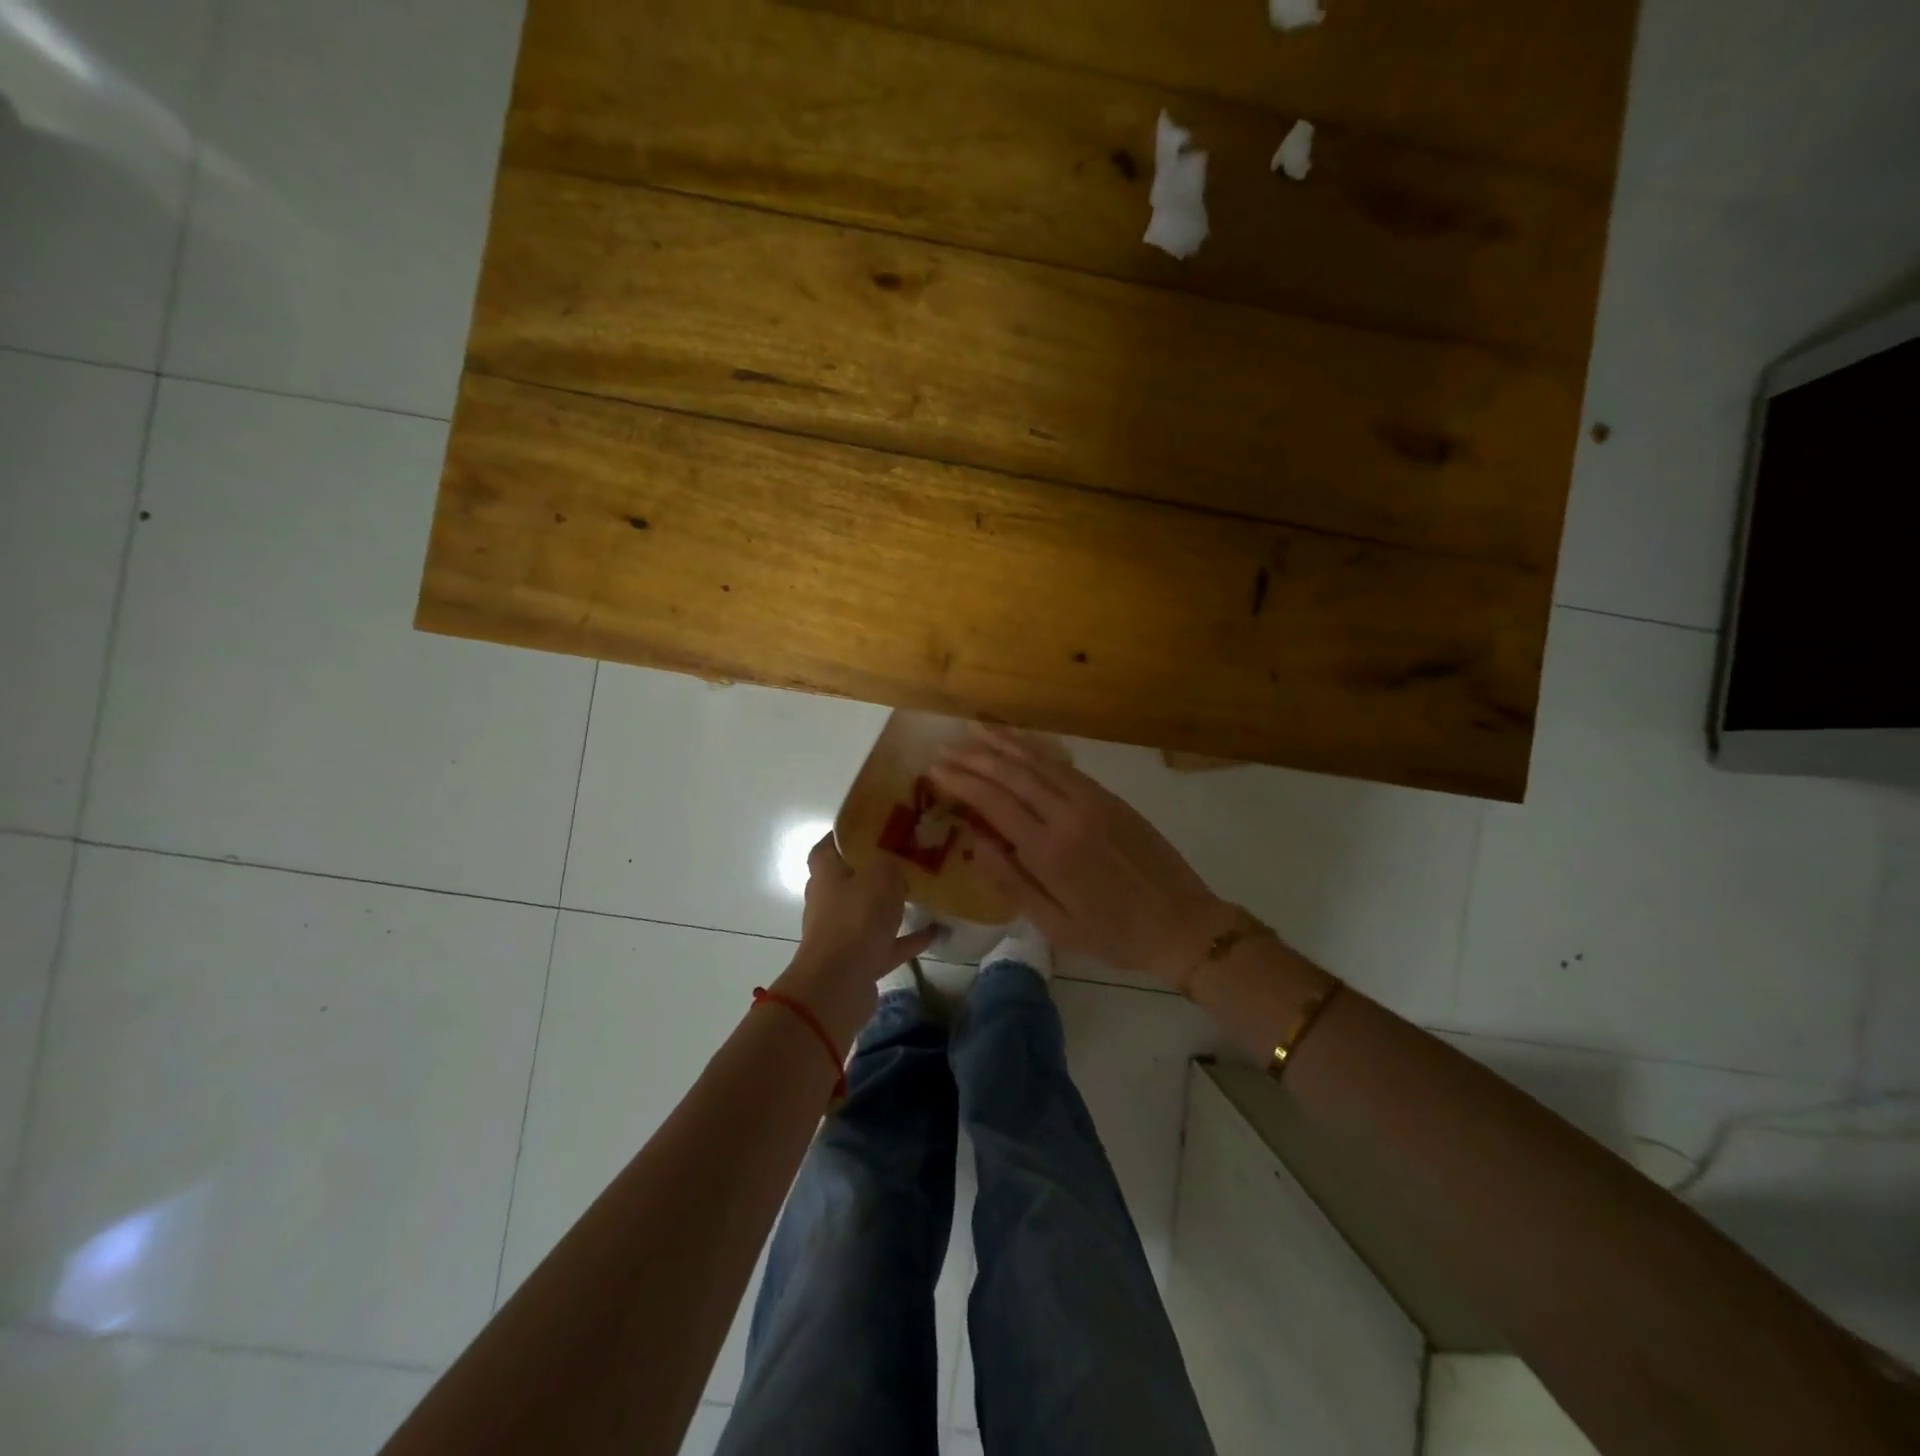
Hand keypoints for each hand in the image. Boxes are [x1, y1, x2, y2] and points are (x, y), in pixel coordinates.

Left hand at [779, 834, 936, 1040]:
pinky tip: (937, 929)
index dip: (849, 833)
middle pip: (853, 878)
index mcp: (826, 874)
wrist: (838, 987)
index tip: (877, 824)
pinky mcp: (860, 960)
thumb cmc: (855, 920)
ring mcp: (844, 933)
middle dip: (877, 868)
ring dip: (893, 904)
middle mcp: (830, 901)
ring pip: (871, 911)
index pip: (830, 845)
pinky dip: (909, 937)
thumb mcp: (881, 876)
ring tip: (925, 889)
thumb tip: (898, 864)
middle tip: (908, 855)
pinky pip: (889, 943)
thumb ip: (892, 863)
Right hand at [930, 726, 1233, 990]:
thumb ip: (1010, 880)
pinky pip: (1065, 766)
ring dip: (1004, 744)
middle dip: (975, 757)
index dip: (961, 782)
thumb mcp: (1054, 924)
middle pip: (1012, 774)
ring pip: (1039, 762)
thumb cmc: (1112, 934)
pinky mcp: (1110, 797)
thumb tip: (970, 842)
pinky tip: (1020, 745)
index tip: (934, 769)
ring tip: (974, 730)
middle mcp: (1067, 815)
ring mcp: (1092, 801)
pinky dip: (1037, 751)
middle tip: (945, 747)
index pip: (993, 802)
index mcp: (1049, 851)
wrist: (1182, 923)